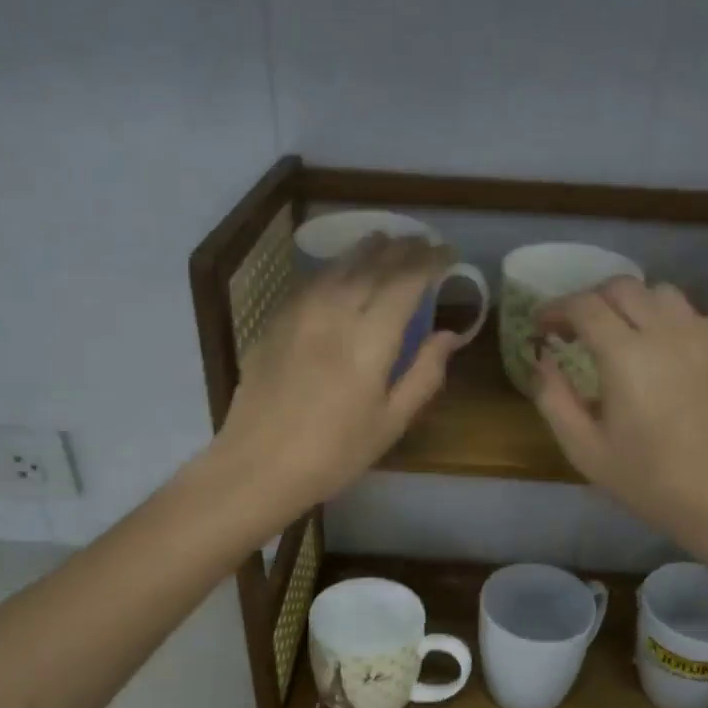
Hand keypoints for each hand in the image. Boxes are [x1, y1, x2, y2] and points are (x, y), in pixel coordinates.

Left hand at [214, 234, 459, 510]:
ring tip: (384, 240)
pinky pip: (310, 283)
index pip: (406, 282)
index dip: (429, 262)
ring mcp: (298, 315)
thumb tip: (449, 335)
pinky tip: (338, 272)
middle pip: (372, 266)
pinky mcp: (274, 324)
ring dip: (365, 250)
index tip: (446, 254)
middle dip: (400, 249)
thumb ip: (424, 374)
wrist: (257, 466)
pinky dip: (333, 269)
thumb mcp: (390, 423)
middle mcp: (334, 313)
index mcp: (369, 339)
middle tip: (420, 242)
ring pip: (337, 267)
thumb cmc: (334, 453)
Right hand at [531, 278, 707, 553]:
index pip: (584, 306)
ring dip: (630, 304)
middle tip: (575, 328)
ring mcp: (703, 337)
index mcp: (626, 355)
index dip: (556, 309)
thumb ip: (554, 399)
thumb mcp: (585, 449)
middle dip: (591, 300)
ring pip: (660, 293)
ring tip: (619, 333)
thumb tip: (541, 361)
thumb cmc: (650, 481)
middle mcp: (666, 332)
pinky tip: (661, 349)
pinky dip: (666, 319)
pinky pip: (691, 314)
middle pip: (622, 287)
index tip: (542, 326)